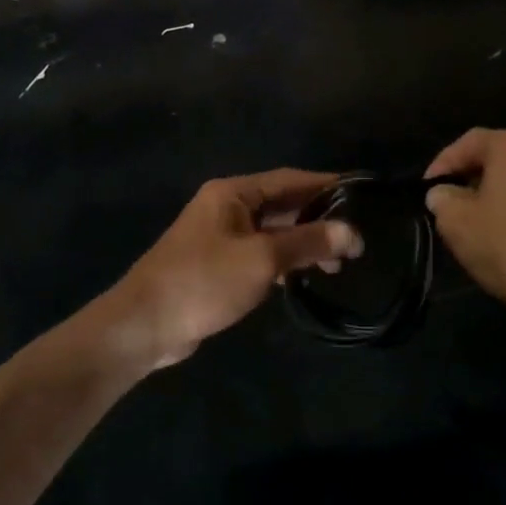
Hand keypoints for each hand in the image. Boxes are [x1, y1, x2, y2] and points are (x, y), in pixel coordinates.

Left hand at [108, 170, 362, 369]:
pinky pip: (260, 255)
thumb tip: (353, 232)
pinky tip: (304, 277)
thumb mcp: (262, 259)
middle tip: (355, 240)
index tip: (361, 195)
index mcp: (233, 193)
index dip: (326, 186)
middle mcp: (227, 207)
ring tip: (338, 265)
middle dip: (318, 220)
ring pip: (272, 232)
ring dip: (303, 244)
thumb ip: (308, 242)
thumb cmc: (203, 281)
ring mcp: (221, 237)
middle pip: (282, 205)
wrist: (144, 325)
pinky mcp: (218, 266)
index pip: (290, 179)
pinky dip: (283, 262)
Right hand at [425, 129, 505, 326]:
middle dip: (470, 178)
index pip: (468, 142)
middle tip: (449, 203)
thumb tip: (442, 194)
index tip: (426, 189)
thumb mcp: (456, 222)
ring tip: (475, 222)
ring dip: (495, 194)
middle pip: (497, 157)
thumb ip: (441, 199)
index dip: (442, 164)